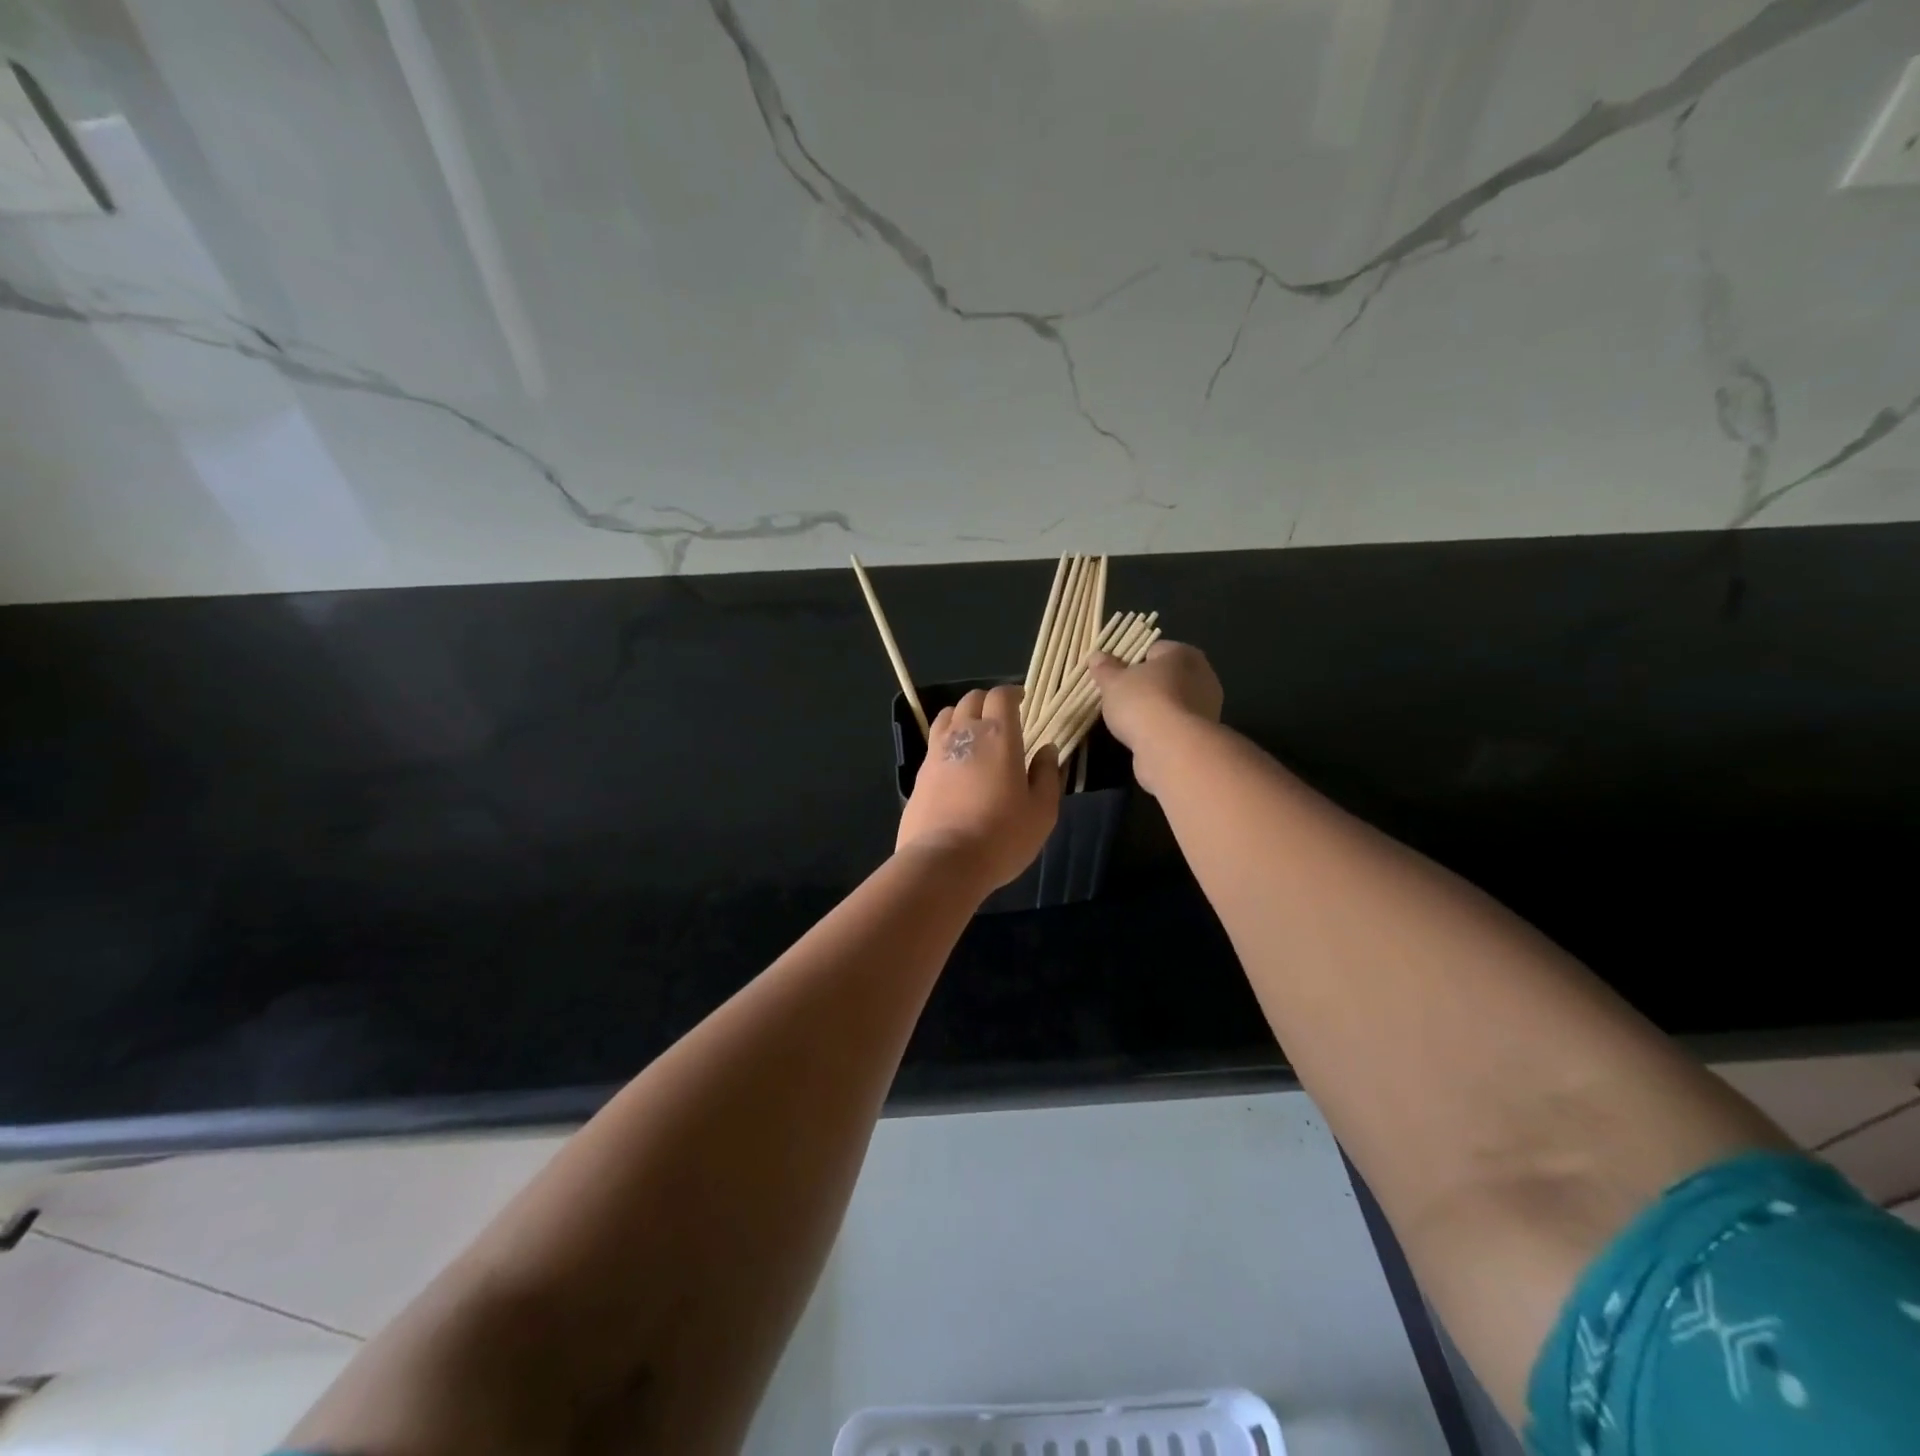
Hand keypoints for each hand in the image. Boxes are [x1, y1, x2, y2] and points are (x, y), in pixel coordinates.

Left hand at [897, 685, 1061, 890]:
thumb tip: (1047, 749)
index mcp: (998, 736)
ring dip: (962, 715)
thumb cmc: (1002, 836)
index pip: (1001, 696)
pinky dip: (947, 741)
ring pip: (947, 716)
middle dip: (987, 701)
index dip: (1012, 693)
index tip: (1021, 699)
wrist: (944, 861)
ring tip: (974, 731)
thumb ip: (1046, 775)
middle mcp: (964, 734)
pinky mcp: (919, 775)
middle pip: (971, 700)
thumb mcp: (1042, 811)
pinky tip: (956, 761)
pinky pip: (934, 744)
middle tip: (1001, 715)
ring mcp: (936, 753)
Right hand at [1087, 641, 1223, 795]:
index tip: (1115, 676)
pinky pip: (1177, 724)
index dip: (1132, 661)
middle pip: (1167, 676)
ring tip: (1130, 721)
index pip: (1154, 650)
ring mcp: (1207, 706)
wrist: (1172, 749)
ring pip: (1173, 701)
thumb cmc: (1142, 703)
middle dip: (1146, 685)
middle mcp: (1202, 675)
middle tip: (1121, 697)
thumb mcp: (1113, 683)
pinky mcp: (1204, 733)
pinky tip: (1145, 737)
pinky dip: (1163, 729)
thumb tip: (1096, 656)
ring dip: (1155, 709)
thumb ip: (1105, 669)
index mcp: (1182, 654)